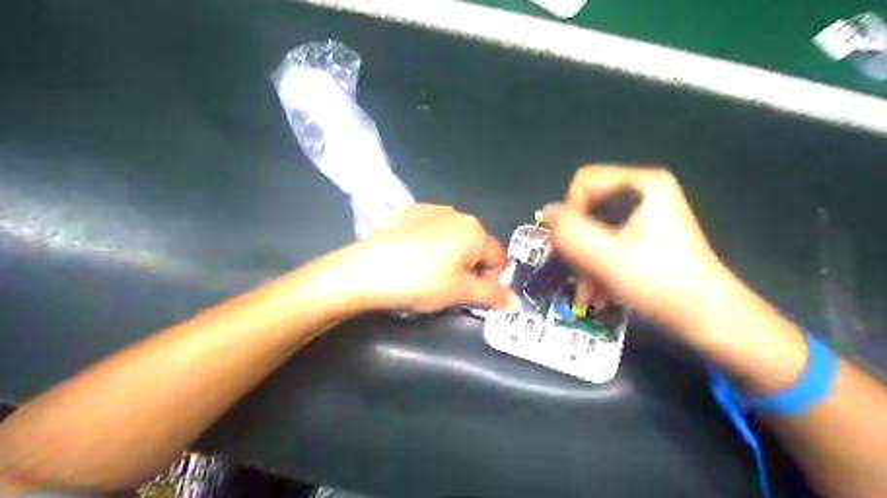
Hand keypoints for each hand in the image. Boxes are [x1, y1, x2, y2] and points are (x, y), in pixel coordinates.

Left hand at [331, 203, 521, 313]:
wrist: (366, 270)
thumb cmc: (420, 282)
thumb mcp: (459, 293)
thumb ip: (492, 296)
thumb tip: (517, 303)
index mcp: (474, 231)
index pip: (497, 259)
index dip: (488, 282)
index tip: (467, 296)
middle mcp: (457, 213)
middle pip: (475, 247)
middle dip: (469, 268)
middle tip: (446, 288)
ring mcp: (430, 209)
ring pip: (453, 238)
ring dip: (450, 256)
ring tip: (426, 274)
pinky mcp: (408, 211)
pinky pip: (430, 230)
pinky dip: (429, 245)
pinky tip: (411, 258)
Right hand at [545, 165, 738, 334]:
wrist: (708, 320)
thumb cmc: (658, 283)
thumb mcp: (604, 256)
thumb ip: (568, 231)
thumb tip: (546, 215)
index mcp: (642, 183)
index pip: (584, 182)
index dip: (569, 213)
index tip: (571, 248)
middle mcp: (645, 192)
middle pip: (589, 207)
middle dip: (577, 244)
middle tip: (576, 274)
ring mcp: (648, 215)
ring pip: (595, 229)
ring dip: (585, 262)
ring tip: (588, 294)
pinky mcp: (647, 237)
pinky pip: (609, 243)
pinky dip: (599, 267)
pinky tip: (599, 294)